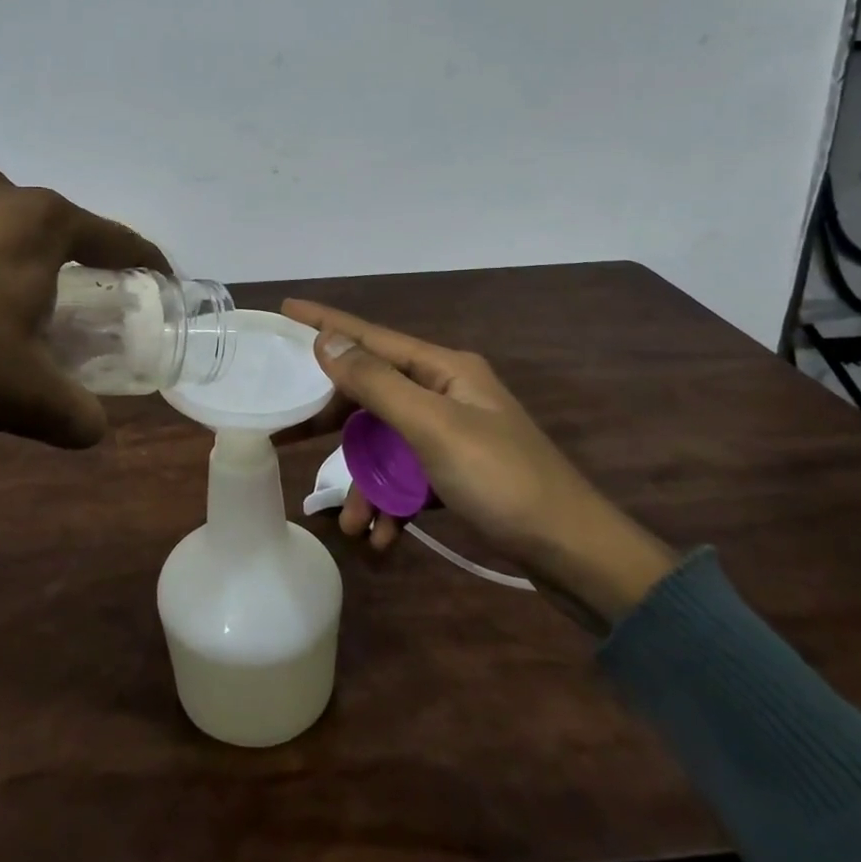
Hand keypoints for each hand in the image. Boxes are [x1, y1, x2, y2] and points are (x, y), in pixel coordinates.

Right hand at [281, 300, 678, 630]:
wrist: (575, 554)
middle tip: (291, 434)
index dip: (326, 322)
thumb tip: (327, 339)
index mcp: (444, 369)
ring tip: (351, 524)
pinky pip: (408, 477)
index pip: (371, 336)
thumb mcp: (432, 428)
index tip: (285, 307)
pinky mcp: (457, 472)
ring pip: (387, 445)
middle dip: (336, 424)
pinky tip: (382, 538)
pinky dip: (392, 504)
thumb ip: (376, 383)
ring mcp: (452, 434)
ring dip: (366, 484)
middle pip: (373, 394)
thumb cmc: (502, 481)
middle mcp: (445, 393)